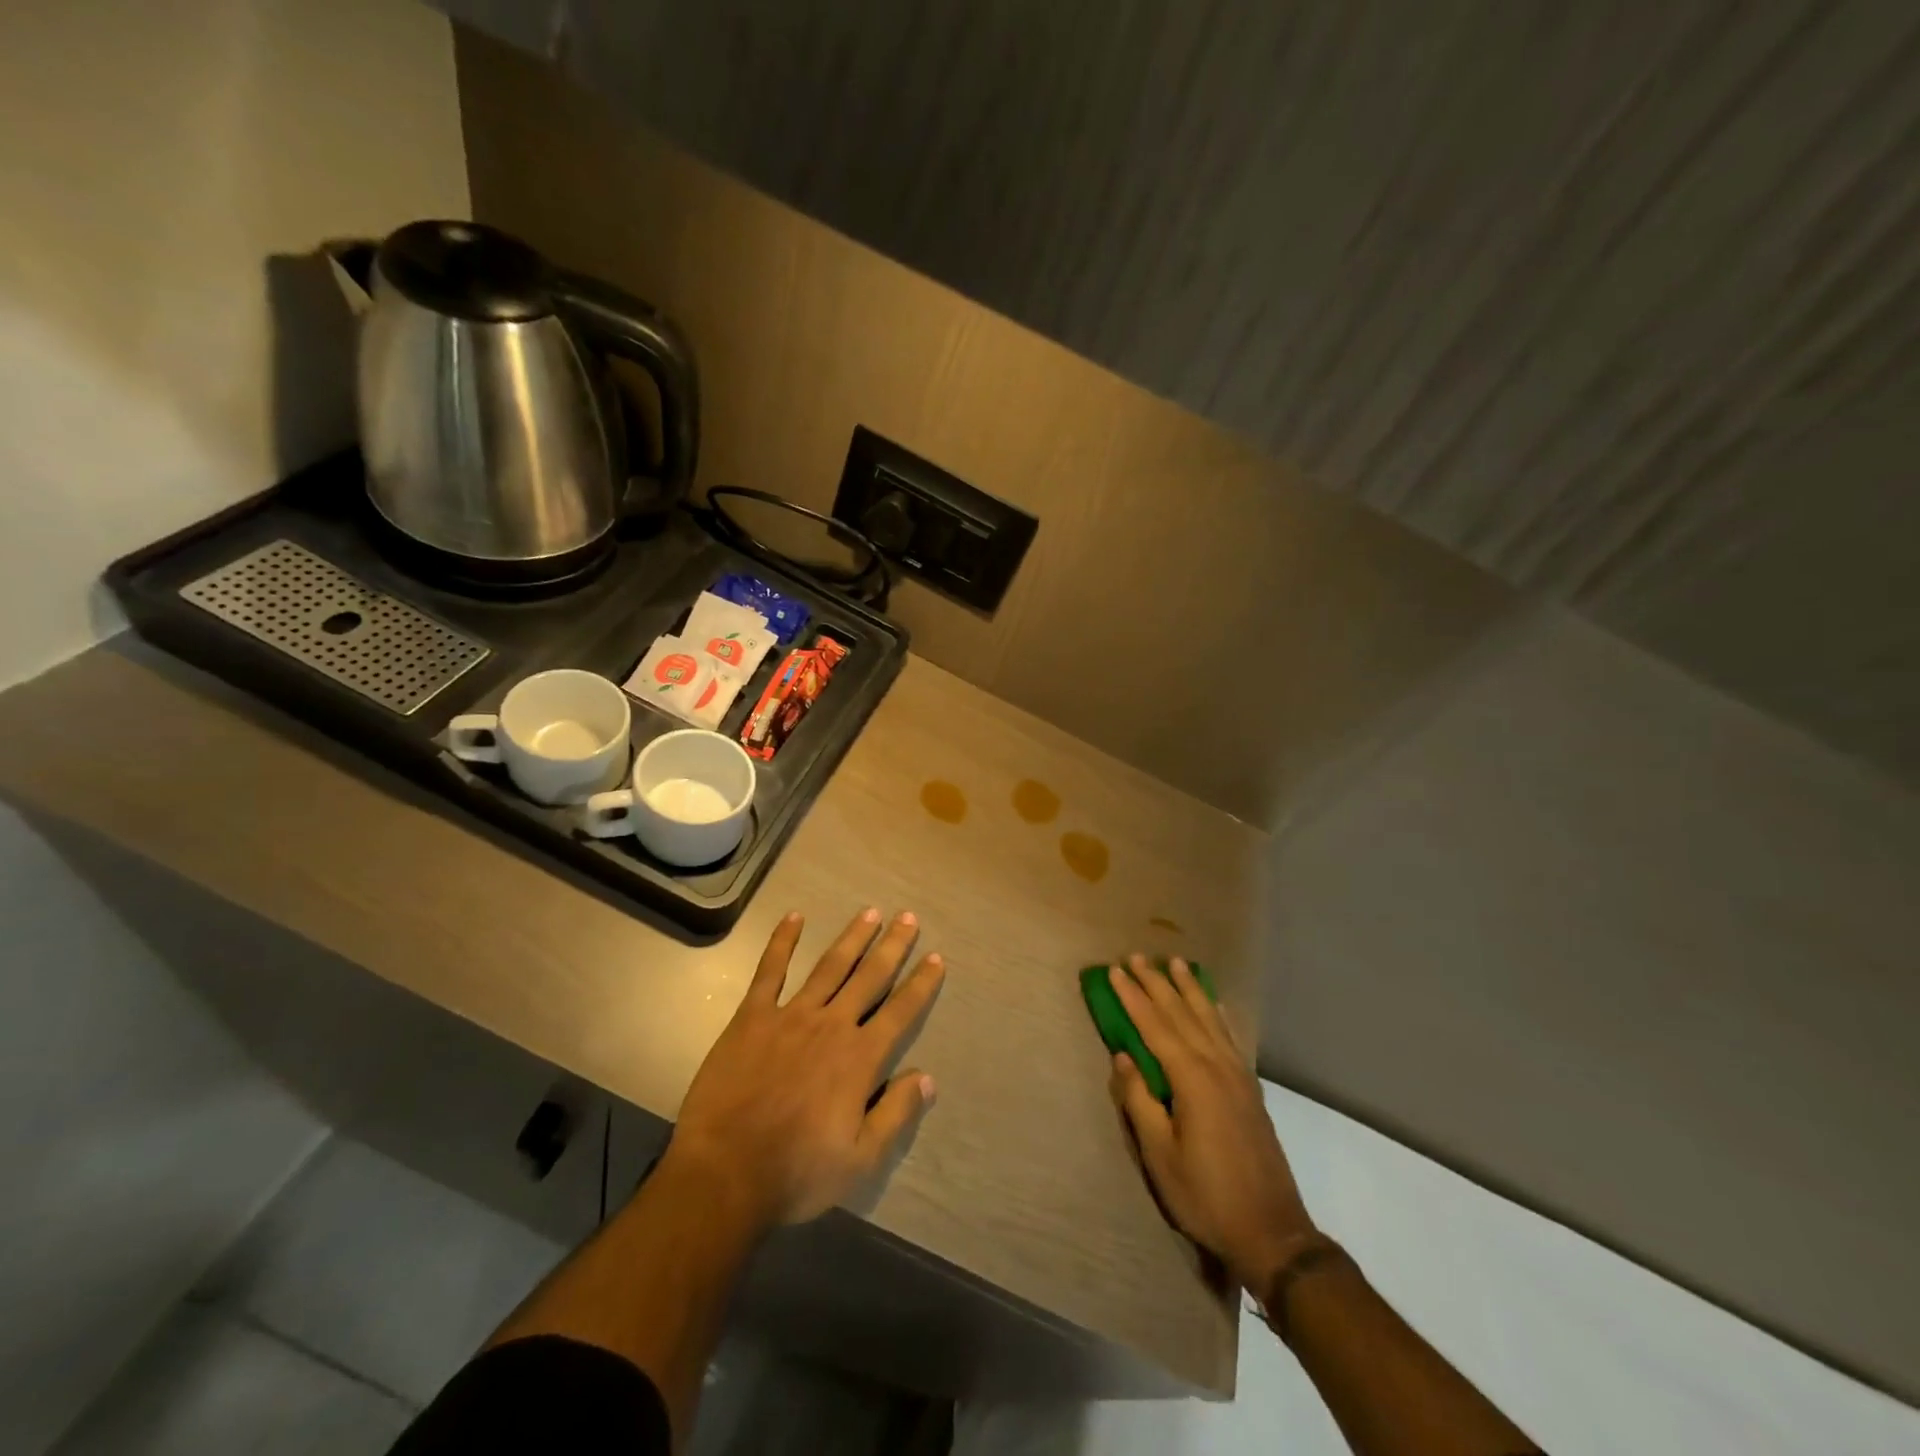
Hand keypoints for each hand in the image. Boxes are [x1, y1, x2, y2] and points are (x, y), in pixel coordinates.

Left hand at [667, 908, 944, 1228]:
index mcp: (859, 1058)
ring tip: (870, 912)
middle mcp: (831, 1025)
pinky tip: (794, 918)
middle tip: (908, 917)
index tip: (936, 957)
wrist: (724, 1174)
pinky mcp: (752, 1017)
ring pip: (830, 966)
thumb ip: (896, 1114)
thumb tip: (927, 1078)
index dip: (921, 984)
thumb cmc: (796, 1172)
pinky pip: (770, 971)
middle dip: (892, 946)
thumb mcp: (860, 1160)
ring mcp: (790, 1016)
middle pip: (869, 977)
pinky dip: (782, 942)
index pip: (900, 1011)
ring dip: (852, 938)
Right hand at [1108, 954, 1316, 1290]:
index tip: (1115, 970)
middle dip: (1157, 983)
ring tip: (1175, 963)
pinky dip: (1217, 1013)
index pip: (1155, 1026)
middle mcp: (1216, 1066)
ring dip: (1189, 989)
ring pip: (1208, 1019)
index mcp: (1191, 1079)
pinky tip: (1213, 1004)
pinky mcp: (1250, 1088)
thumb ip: (1139, 1100)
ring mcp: (1237, 1075)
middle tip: (1137, 956)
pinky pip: (1229, 1036)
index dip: (1133, 997)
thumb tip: (1123, 1057)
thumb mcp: (1160, 1155)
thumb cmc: (1206, 1195)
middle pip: (1182, 1013)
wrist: (1272, 1232)